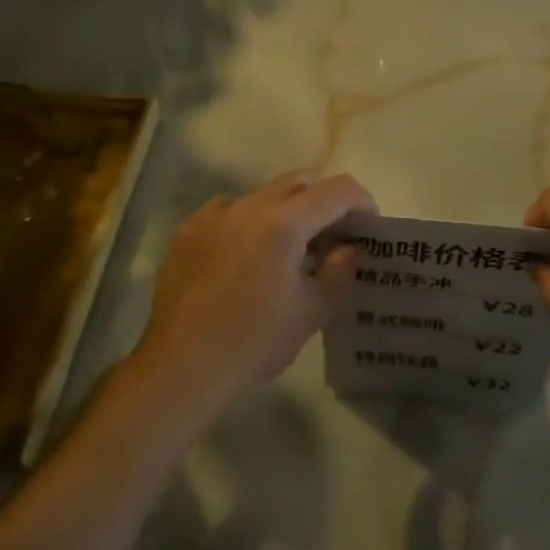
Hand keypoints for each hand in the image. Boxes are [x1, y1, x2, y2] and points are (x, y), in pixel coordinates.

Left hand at [133, 171, 374, 413]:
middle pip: (299, 182)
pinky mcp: (187, 230)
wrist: (181, 368)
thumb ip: (338, 273)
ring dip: (283, 211)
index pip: (337, 190)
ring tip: (283, 250)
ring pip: (261, 195)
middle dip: (323, 201)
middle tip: (330, 236)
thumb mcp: (310, 313)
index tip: (367, 226)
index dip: (362, 201)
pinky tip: (242, 257)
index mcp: (284, 224)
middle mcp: (248, 206)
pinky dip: (245, 223)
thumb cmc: (253, 343)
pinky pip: (226, 211)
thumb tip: (347, 249)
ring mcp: (213, 215)